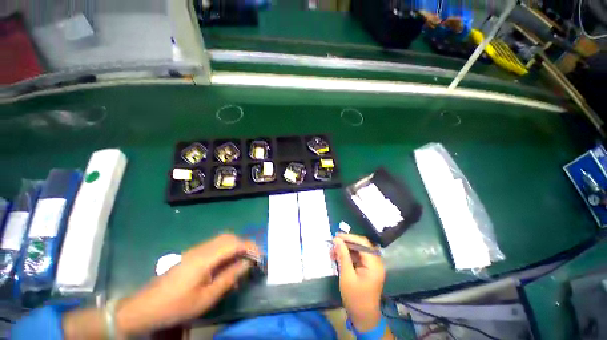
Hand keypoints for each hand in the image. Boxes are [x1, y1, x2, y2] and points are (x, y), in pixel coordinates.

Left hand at [115, 234, 258, 335]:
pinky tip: (227, 264)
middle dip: (244, 245)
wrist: (145, 307)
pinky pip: (215, 246)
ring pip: (222, 240)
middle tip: (252, 258)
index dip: (249, 247)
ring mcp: (196, 250)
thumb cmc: (176, 306)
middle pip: (229, 237)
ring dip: (236, 247)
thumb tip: (247, 263)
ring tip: (242, 261)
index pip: (234, 243)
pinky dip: (226, 250)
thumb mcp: (206, 298)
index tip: (259, 257)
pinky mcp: (192, 254)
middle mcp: (201, 249)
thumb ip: (229, 277)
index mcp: (204, 258)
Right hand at [332, 233, 385, 331]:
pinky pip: (358, 257)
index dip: (350, 238)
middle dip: (347, 243)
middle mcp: (376, 262)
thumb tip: (337, 239)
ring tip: (333, 251)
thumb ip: (343, 255)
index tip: (336, 236)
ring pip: (358, 250)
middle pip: (361, 245)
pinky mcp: (368, 269)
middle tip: (334, 243)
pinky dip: (348, 256)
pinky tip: (338, 257)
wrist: (363, 317)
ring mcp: (372, 266)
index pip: (363, 243)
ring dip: (346, 249)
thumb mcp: (347, 276)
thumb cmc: (355, 298)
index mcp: (374, 264)